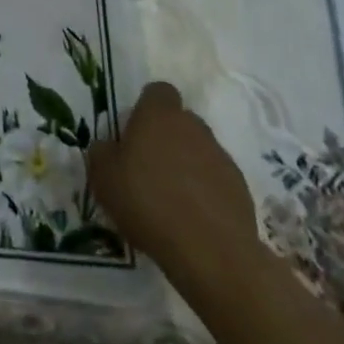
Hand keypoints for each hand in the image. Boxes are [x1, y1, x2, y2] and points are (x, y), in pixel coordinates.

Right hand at [87, 82, 260, 287]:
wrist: (211, 252)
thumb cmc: (148, 202)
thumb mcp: (103, 177)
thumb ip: (102, 152)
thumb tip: (109, 147)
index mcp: (159, 115)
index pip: (158, 92)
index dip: (147, 107)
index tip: (135, 132)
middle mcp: (194, 127)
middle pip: (180, 121)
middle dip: (167, 138)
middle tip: (148, 168)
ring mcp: (221, 158)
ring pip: (200, 151)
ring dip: (187, 165)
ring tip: (171, 199)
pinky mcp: (241, 190)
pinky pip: (217, 180)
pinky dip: (206, 192)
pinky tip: (193, 219)